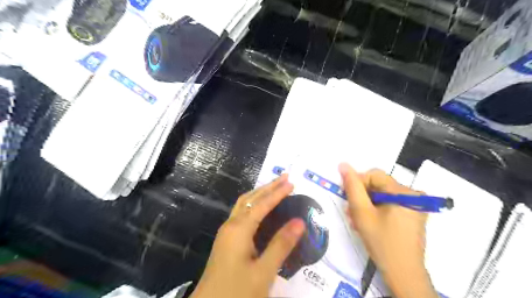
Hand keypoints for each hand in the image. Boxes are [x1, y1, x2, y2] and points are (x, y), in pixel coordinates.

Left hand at [192, 175, 307, 297]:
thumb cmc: (237, 292)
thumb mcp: (263, 271)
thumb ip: (281, 245)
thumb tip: (299, 221)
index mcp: (239, 229)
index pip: (262, 204)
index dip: (277, 192)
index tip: (292, 182)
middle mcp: (231, 225)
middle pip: (250, 198)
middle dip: (268, 187)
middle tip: (285, 178)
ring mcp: (226, 232)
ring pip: (244, 204)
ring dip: (260, 194)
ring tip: (275, 188)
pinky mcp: (226, 240)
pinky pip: (241, 213)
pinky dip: (253, 204)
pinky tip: (260, 209)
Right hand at [338, 163, 438, 297]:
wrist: (403, 274)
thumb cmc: (382, 242)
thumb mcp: (362, 213)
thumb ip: (352, 187)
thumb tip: (343, 165)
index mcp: (404, 192)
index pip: (374, 174)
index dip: (358, 184)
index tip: (349, 199)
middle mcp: (414, 194)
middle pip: (379, 185)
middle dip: (362, 197)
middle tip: (351, 213)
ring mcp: (416, 205)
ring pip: (383, 195)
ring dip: (367, 205)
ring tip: (357, 220)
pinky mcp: (414, 214)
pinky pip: (390, 204)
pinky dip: (377, 210)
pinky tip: (369, 222)